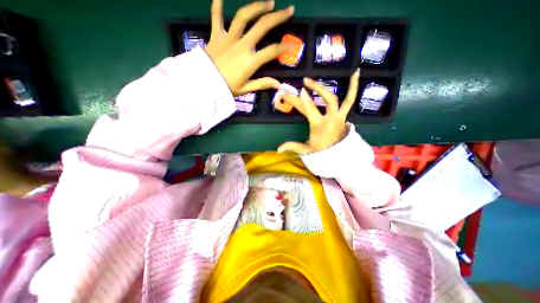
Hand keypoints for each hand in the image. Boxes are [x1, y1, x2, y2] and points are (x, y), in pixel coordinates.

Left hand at [205, 0, 292, 93]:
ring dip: (257, 6)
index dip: (282, 48)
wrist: (204, 83)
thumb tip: (278, 85)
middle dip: (277, 17)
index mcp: (250, 61)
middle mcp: (242, 45)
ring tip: (268, 2)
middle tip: (288, 10)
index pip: (271, 51)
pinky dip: (218, 5)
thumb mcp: (246, 89)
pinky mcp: (216, 35)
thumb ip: (262, 84)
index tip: (289, 45)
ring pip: (244, 16)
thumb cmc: (226, 88)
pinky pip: (216, 16)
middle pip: (262, 26)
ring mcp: (228, 38)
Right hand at [275, 69, 359, 153]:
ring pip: (342, 99)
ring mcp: (339, 117)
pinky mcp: (343, 116)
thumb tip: (278, 149)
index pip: (310, 110)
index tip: (298, 90)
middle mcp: (332, 119)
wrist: (338, 157)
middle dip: (316, 88)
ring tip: (353, 71)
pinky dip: (353, 89)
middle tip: (305, 81)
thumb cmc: (321, 153)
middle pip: (325, 100)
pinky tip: (356, 75)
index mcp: (320, 126)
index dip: (303, 99)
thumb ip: (292, 147)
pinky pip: (349, 101)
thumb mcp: (307, 150)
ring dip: (347, 85)